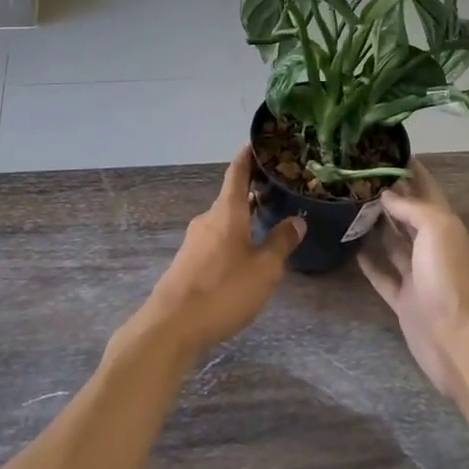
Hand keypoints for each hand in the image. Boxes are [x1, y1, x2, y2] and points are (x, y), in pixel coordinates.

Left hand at [130, 147, 303, 361]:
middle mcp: (208, 220)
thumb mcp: (263, 270)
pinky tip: (244, 256)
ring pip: (224, 221)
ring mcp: (194, 241)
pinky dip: (232, 238)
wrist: (172, 325)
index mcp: (226, 212)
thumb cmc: (223, 290)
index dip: (247, 157)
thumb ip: (281, 243)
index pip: (236, 173)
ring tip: (267, 223)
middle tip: (277, 190)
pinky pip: (215, 240)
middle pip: (232, 199)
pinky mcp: (188, 262)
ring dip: (243, 219)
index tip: (256, 143)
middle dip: (252, 193)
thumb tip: (296, 220)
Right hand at [359, 160, 468, 400]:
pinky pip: (382, 274)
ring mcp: (416, 273)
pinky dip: (368, 261)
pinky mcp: (402, 298)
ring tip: (346, 203)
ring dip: (375, 224)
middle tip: (354, 174)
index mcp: (444, 224)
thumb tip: (386, 194)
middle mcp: (430, 245)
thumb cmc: (448, 277)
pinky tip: (349, 247)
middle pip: (407, 213)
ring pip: (392, 241)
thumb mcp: (436, 229)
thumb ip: (412, 207)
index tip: (383, 148)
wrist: (455, 340)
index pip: (426, 187)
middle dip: (387, 194)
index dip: (409, 168)